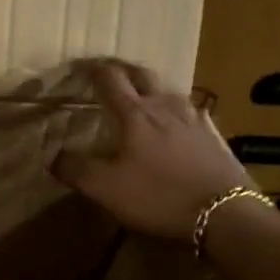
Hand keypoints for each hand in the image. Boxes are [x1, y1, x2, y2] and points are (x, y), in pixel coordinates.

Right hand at [52, 60, 253, 238]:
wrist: (226, 213)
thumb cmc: (159, 196)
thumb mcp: (106, 189)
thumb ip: (76, 169)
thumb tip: (52, 156)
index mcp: (135, 114)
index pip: (109, 79)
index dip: (91, 69)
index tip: (77, 65)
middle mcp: (164, 106)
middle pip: (141, 74)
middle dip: (121, 68)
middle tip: (107, 70)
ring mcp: (194, 118)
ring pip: (168, 89)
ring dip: (150, 85)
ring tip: (140, 93)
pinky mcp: (215, 135)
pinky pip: (191, 110)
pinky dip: (175, 108)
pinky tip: (178, 120)